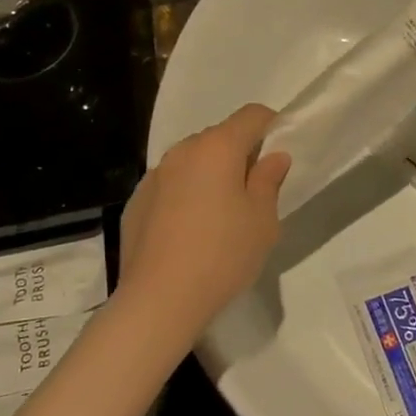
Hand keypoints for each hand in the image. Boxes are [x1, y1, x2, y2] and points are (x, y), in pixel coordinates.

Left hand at [117, 104, 290, 334]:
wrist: (158, 301)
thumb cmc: (223, 254)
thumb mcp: (263, 220)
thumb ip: (269, 181)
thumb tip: (273, 157)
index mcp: (218, 148)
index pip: (251, 115)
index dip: (272, 127)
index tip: (279, 157)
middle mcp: (182, 151)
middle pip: (220, 137)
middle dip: (240, 154)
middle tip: (254, 192)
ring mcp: (154, 176)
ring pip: (192, 161)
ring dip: (210, 175)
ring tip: (220, 215)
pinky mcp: (136, 202)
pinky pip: (170, 185)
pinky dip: (185, 195)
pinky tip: (189, 232)